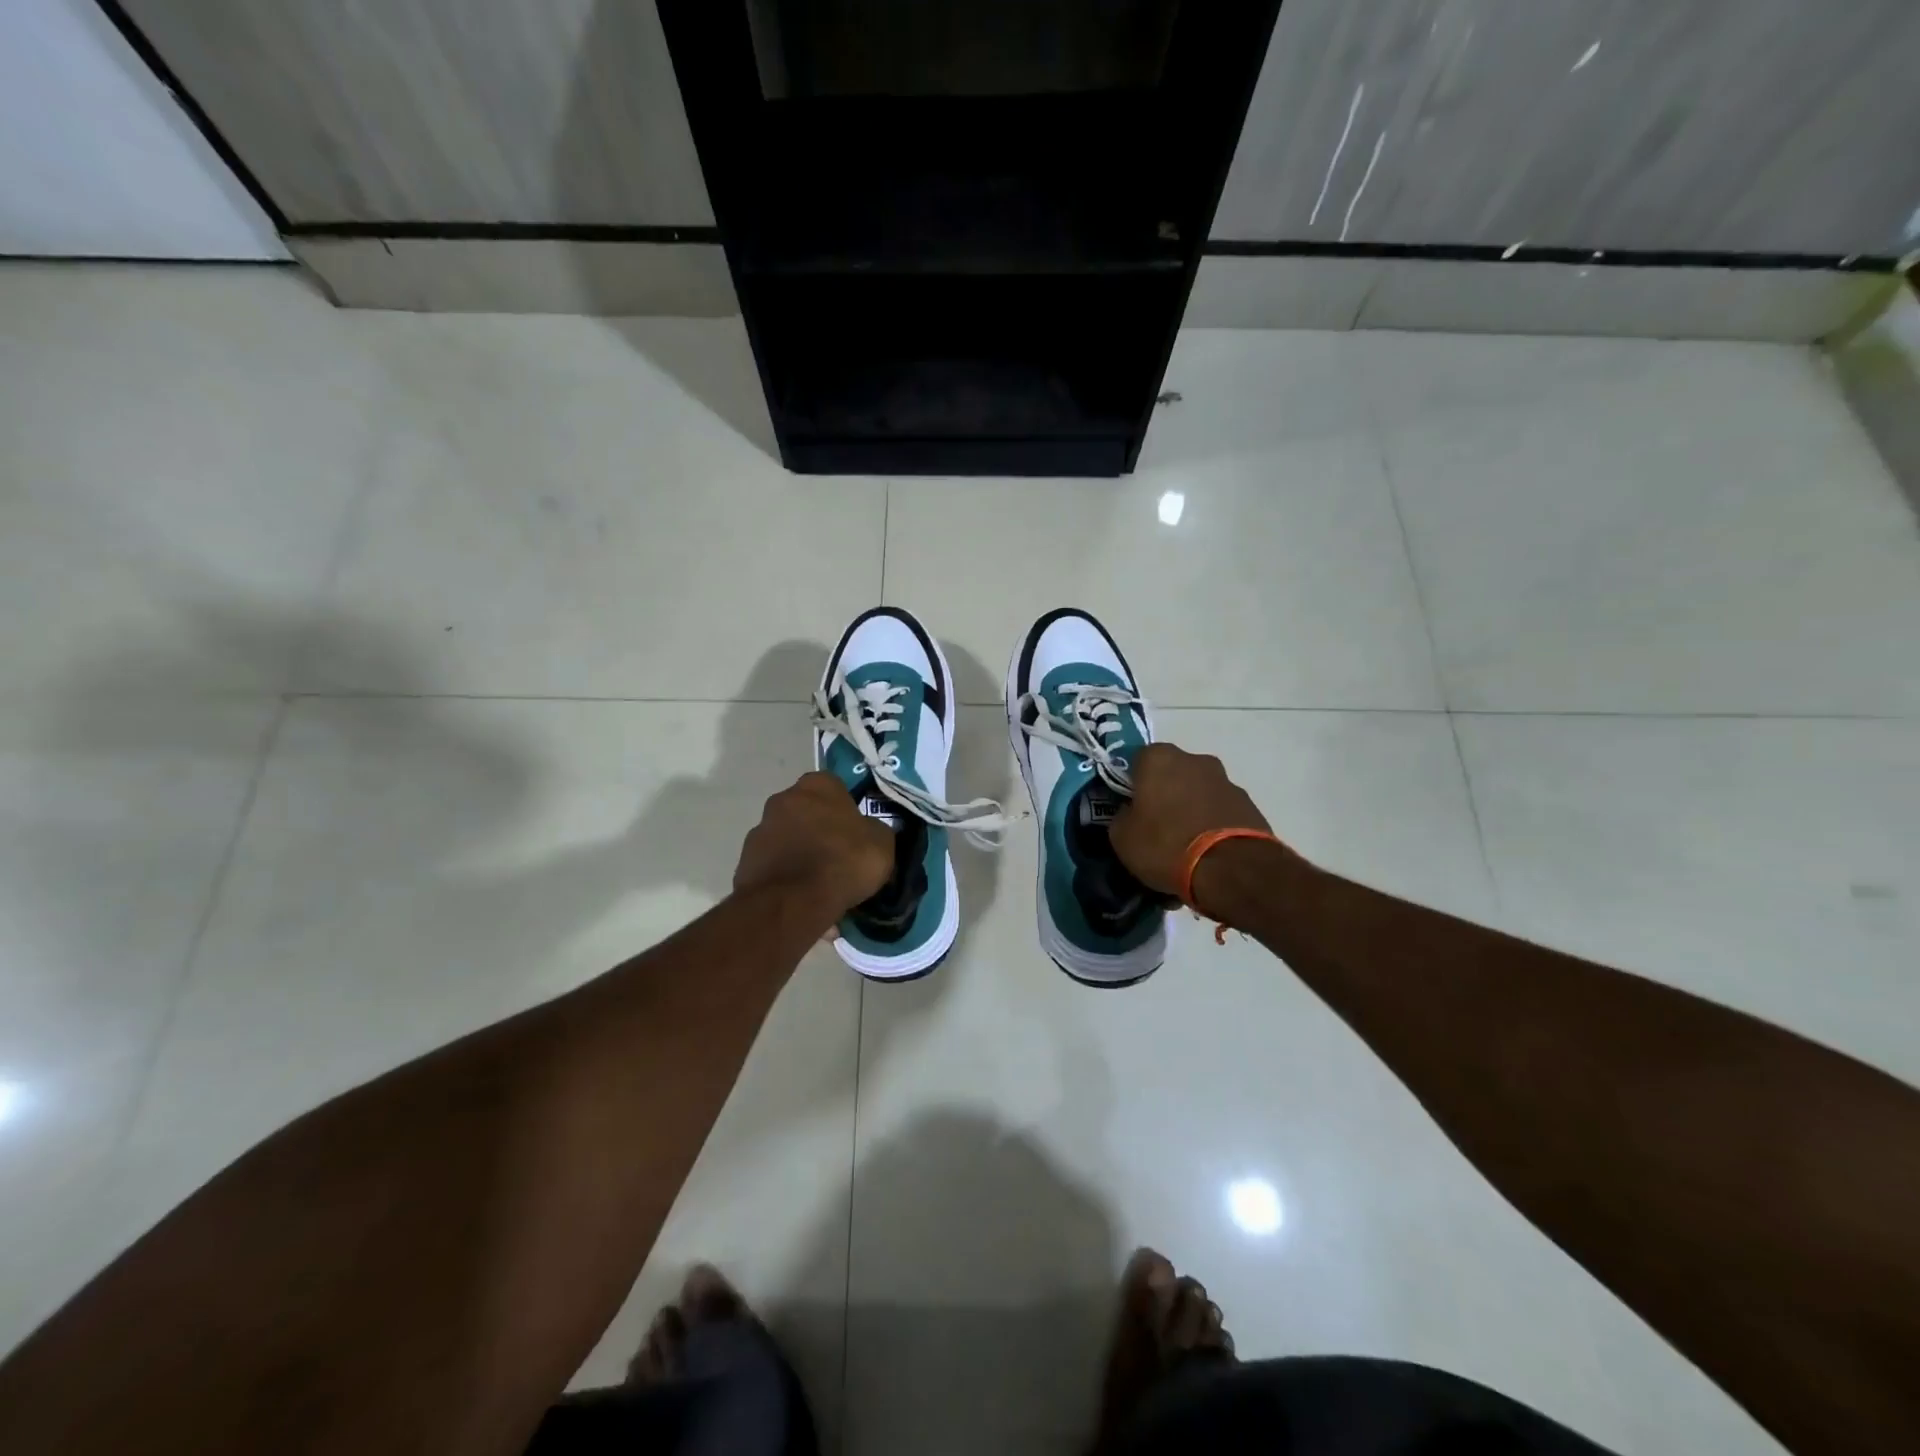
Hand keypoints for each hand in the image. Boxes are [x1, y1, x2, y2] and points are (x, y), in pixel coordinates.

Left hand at [734, 772, 892, 930]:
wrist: (793, 901)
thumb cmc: (843, 860)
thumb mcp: (881, 843)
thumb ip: (874, 830)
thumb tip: (869, 832)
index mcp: (817, 785)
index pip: (835, 787)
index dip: (846, 809)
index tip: (856, 833)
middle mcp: (783, 798)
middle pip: (807, 812)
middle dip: (820, 831)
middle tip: (838, 858)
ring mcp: (760, 829)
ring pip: (789, 840)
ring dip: (801, 855)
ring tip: (820, 887)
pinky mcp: (746, 861)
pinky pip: (775, 866)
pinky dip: (787, 878)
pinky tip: (803, 899)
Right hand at [1111, 744, 1278, 912]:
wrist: (1231, 869)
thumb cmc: (1166, 845)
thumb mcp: (1122, 837)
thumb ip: (1122, 816)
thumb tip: (1131, 813)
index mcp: (1159, 758)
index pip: (1138, 761)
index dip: (1132, 784)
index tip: (1131, 807)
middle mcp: (1195, 760)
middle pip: (1172, 772)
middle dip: (1165, 792)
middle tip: (1157, 823)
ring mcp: (1226, 780)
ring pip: (1198, 790)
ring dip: (1191, 807)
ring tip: (1186, 842)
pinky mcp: (1249, 804)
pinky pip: (1220, 809)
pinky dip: (1213, 822)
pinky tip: (1208, 850)